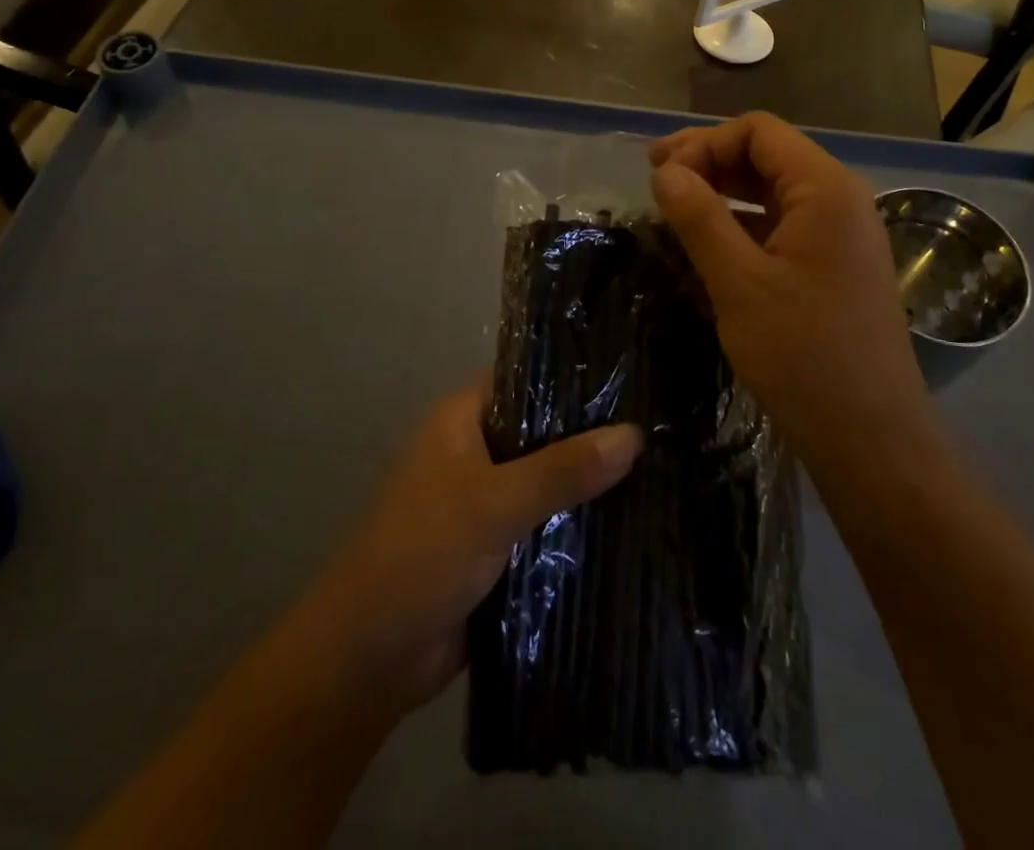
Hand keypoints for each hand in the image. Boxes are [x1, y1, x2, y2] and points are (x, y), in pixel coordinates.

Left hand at [309, 385, 641, 709]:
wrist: (371, 656)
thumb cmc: (424, 553)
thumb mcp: (496, 503)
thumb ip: (564, 470)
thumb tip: (634, 434)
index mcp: (464, 421)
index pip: (527, 380)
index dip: (574, 377)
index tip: (631, 378)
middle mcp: (477, 452)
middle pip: (544, 433)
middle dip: (592, 436)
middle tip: (660, 428)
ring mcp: (488, 502)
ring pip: (550, 482)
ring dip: (590, 485)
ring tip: (662, 470)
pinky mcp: (499, 549)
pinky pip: (547, 526)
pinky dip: (578, 526)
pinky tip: (632, 523)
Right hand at [648, 112, 937, 461]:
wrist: (870, 438)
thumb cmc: (803, 355)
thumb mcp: (738, 282)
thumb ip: (699, 217)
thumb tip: (664, 171)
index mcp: (825, 189)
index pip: (758, 132)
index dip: (703, 143)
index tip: (660, 176)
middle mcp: (839, 200)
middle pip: (766, 155)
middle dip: (708, 161)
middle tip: (655, 180)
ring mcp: (839, 234)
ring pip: (772, 190)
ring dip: (722, 191)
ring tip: (672, 208)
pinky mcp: (832, 265)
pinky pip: (781, 224)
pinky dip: (741, 223)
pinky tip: (706, 242)